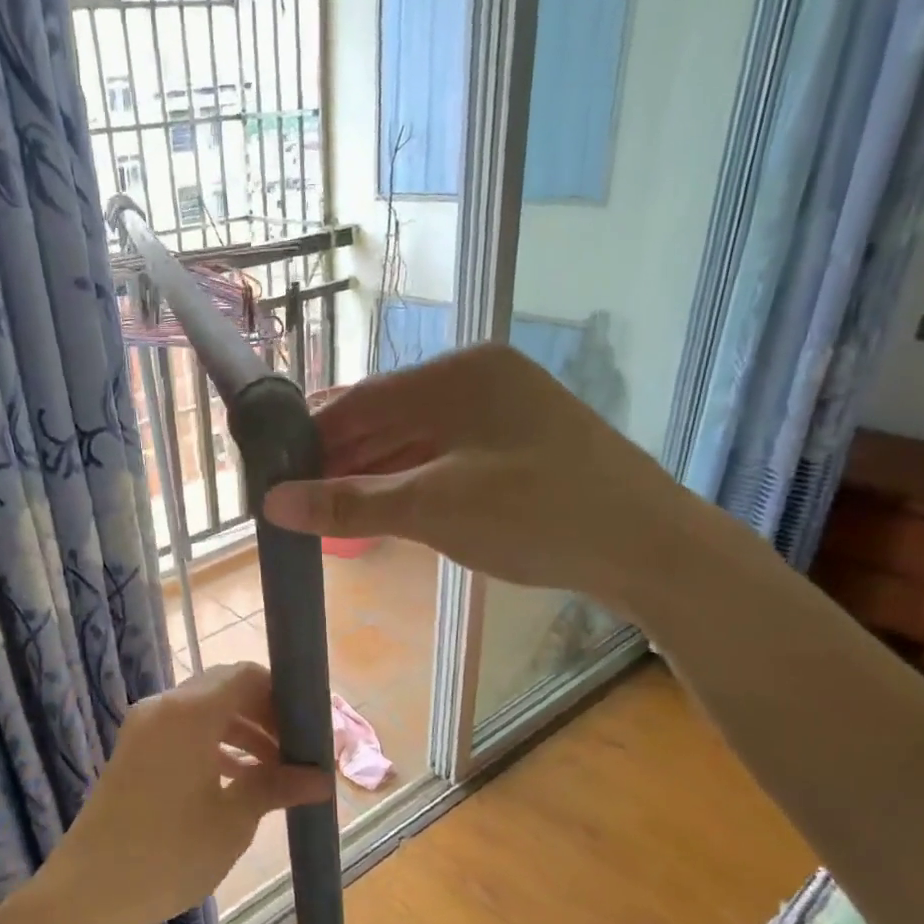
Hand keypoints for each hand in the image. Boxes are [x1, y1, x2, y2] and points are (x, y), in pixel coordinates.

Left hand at [38, 663, 332, 923]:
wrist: (87, 893)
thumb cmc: (168, 854)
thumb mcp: (232, 820)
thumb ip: (276, 787)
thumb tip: (323, 779)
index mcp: (190, 713)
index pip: (247, 675)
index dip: (283, 696)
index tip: (309, 730)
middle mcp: (164, 707)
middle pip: (226, 688)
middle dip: (265, 714)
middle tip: (297, 751)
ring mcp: (144, 728)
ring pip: (205, 711)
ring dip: (242, 731)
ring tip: (276, 771)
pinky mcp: (134, 750)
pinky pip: (183, 731)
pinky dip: (214, 744)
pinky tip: (239, 779)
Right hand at [263, 344, 685, 609]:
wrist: (650, 550)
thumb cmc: (537, 514)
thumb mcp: (433, 509)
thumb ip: (349, 504)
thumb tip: (272, 505)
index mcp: (460, 373)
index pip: (363, 398)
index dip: (313, 436)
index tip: (273, 472)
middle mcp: (479, 381)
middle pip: (387, 418)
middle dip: (339, 460)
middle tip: (294, 500)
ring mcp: (502, 414)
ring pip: (415, 441)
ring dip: (371, 475)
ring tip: (325, 511)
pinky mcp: (518, 448)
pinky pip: (444, 458)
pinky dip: (408, 483)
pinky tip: (380, 509)